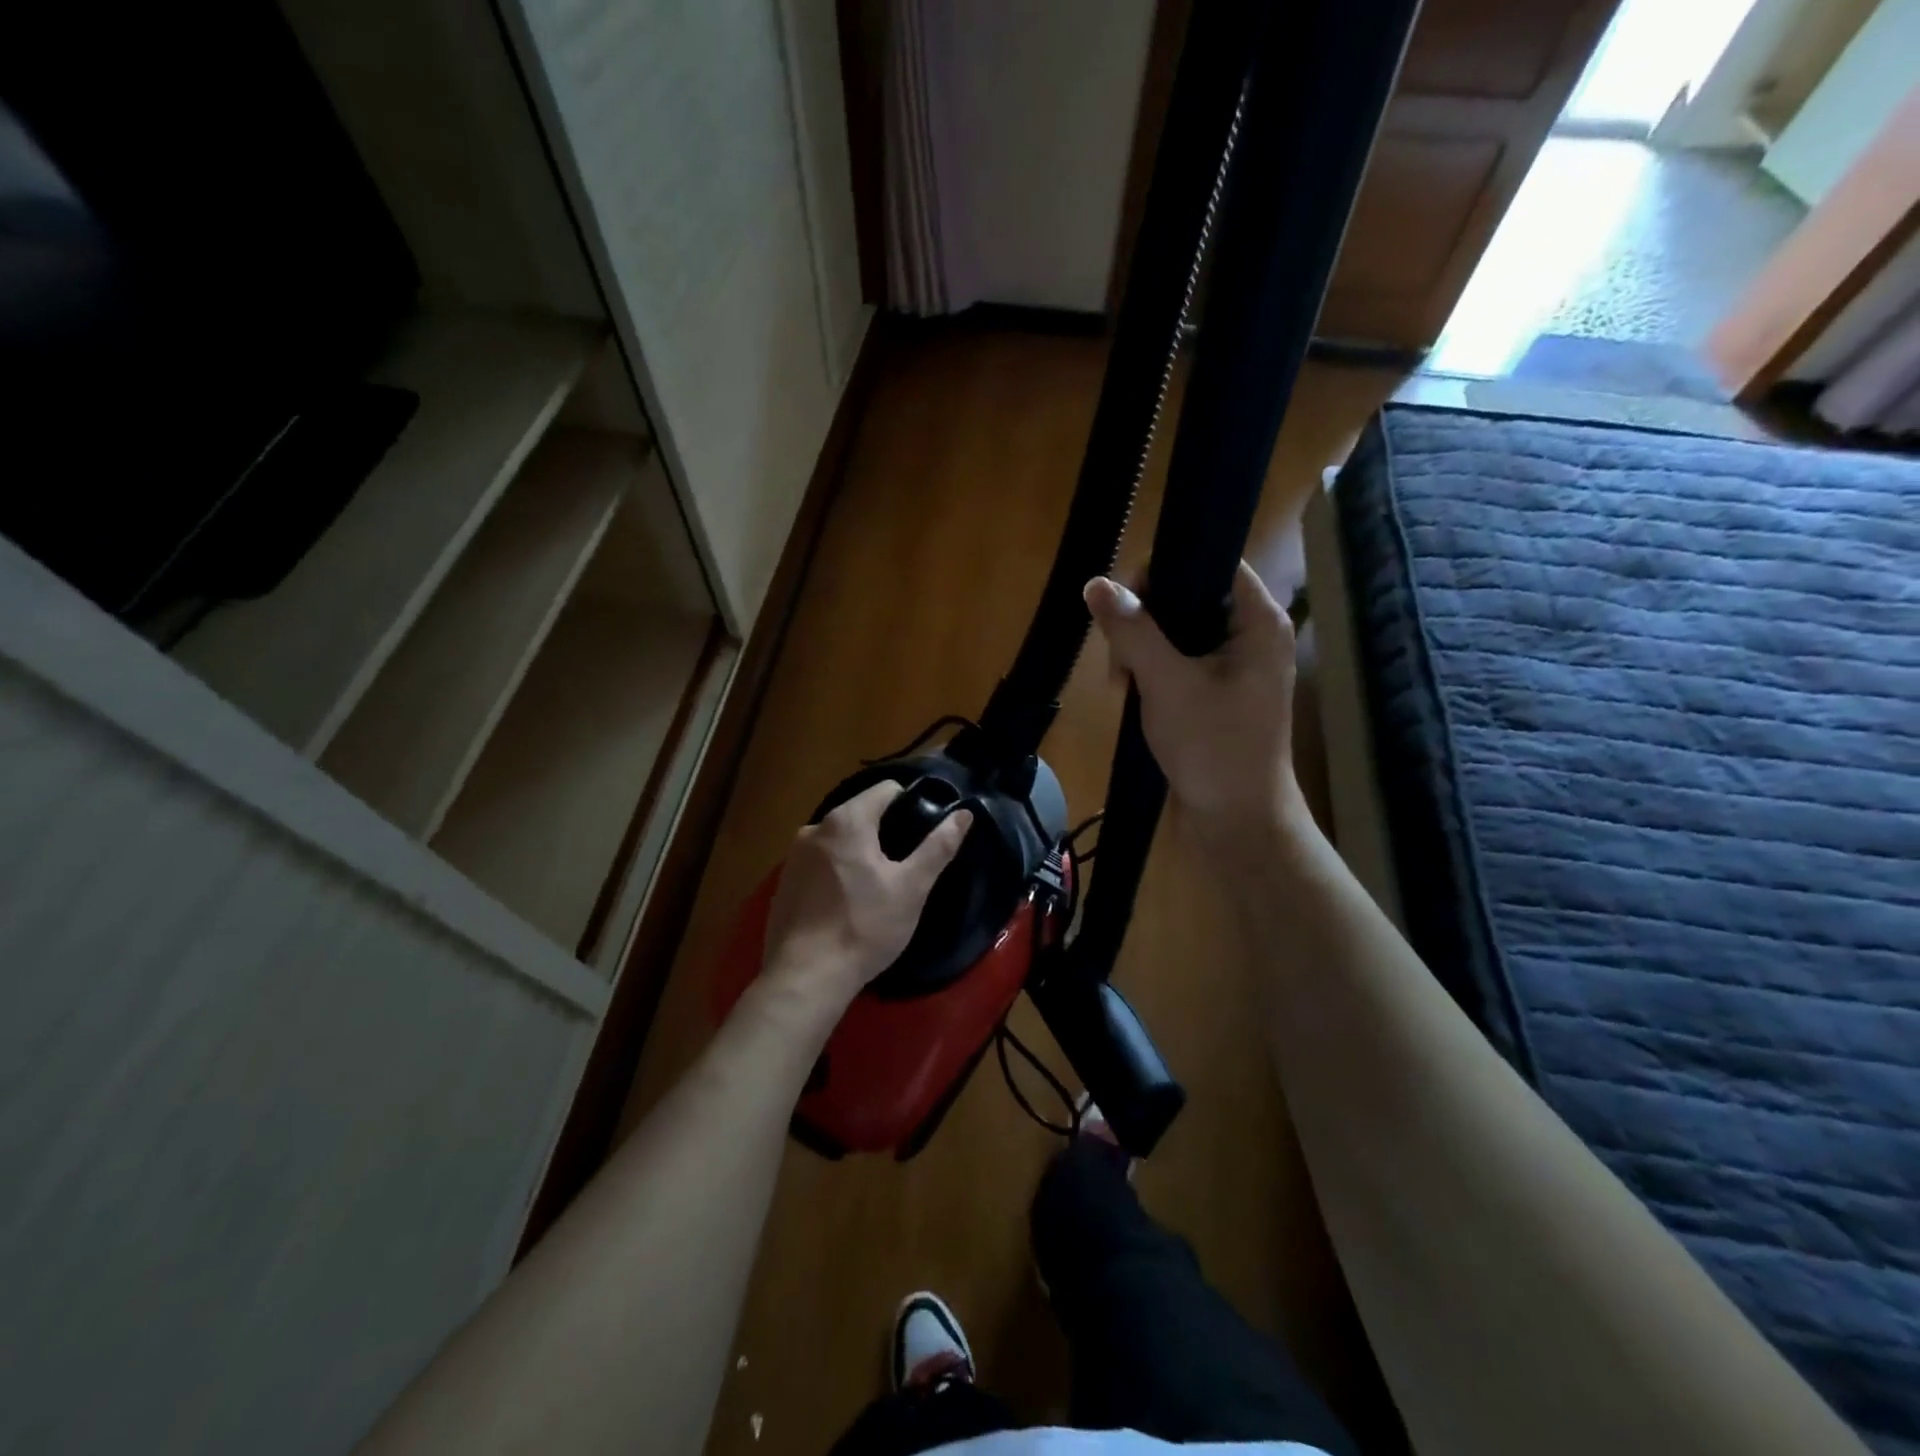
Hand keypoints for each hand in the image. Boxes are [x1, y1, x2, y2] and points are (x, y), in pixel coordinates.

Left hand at [763, 781, 972, 1005]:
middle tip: (907, 864)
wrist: (806, 977)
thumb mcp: (911, 887)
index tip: (926, 830)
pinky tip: (849, 903)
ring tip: (880, 885)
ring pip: (839, 840)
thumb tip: (964, 814)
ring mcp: (794, 857)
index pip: (886, 790)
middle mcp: (814, 828)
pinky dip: (837, 872)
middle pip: (861, 813)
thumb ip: (938, 847)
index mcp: (846, 820)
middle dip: (885, 831)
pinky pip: (820, 864)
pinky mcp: (784, 884)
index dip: (912, 803)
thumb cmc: (865, 926)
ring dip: (860, 852)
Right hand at [1084, 562, 1309, 846]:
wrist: (1237, 823)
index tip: (1125, 603)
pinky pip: (1177, 662)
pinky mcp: (1215, 693)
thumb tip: (1096, 583)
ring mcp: (1233, 666)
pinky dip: (1151, 673)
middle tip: (1121, 661)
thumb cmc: (1213, 748)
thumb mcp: (1166, 683)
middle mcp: (1250, 635)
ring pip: (1176, 631)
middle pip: (1188, 596)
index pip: (1211, 561)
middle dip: (1145, 621)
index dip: (1164, 570)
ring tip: (1123, 686)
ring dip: (1142, 651)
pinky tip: (1132, 695)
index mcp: (1257, 621)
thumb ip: (1132, 630)